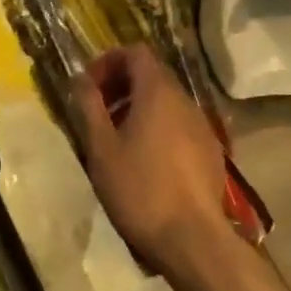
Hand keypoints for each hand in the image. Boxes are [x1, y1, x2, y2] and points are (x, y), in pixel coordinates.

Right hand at [70, 45, 230, 281]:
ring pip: (166, 101)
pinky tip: (144, 161)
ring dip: (138, 108)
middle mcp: (185, 100)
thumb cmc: (139, 189)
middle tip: (97, 112)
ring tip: (116, 138)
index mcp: (158, 92)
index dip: (109, 61)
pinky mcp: (211, 150)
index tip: (88, 86)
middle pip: (152, 75)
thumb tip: (79, 79)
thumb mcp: (101, 148)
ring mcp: (202, 125)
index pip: (136, 52)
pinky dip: (158, 127)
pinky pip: (179, 124)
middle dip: (121, 86)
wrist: (192, 238)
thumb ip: (89, 107)